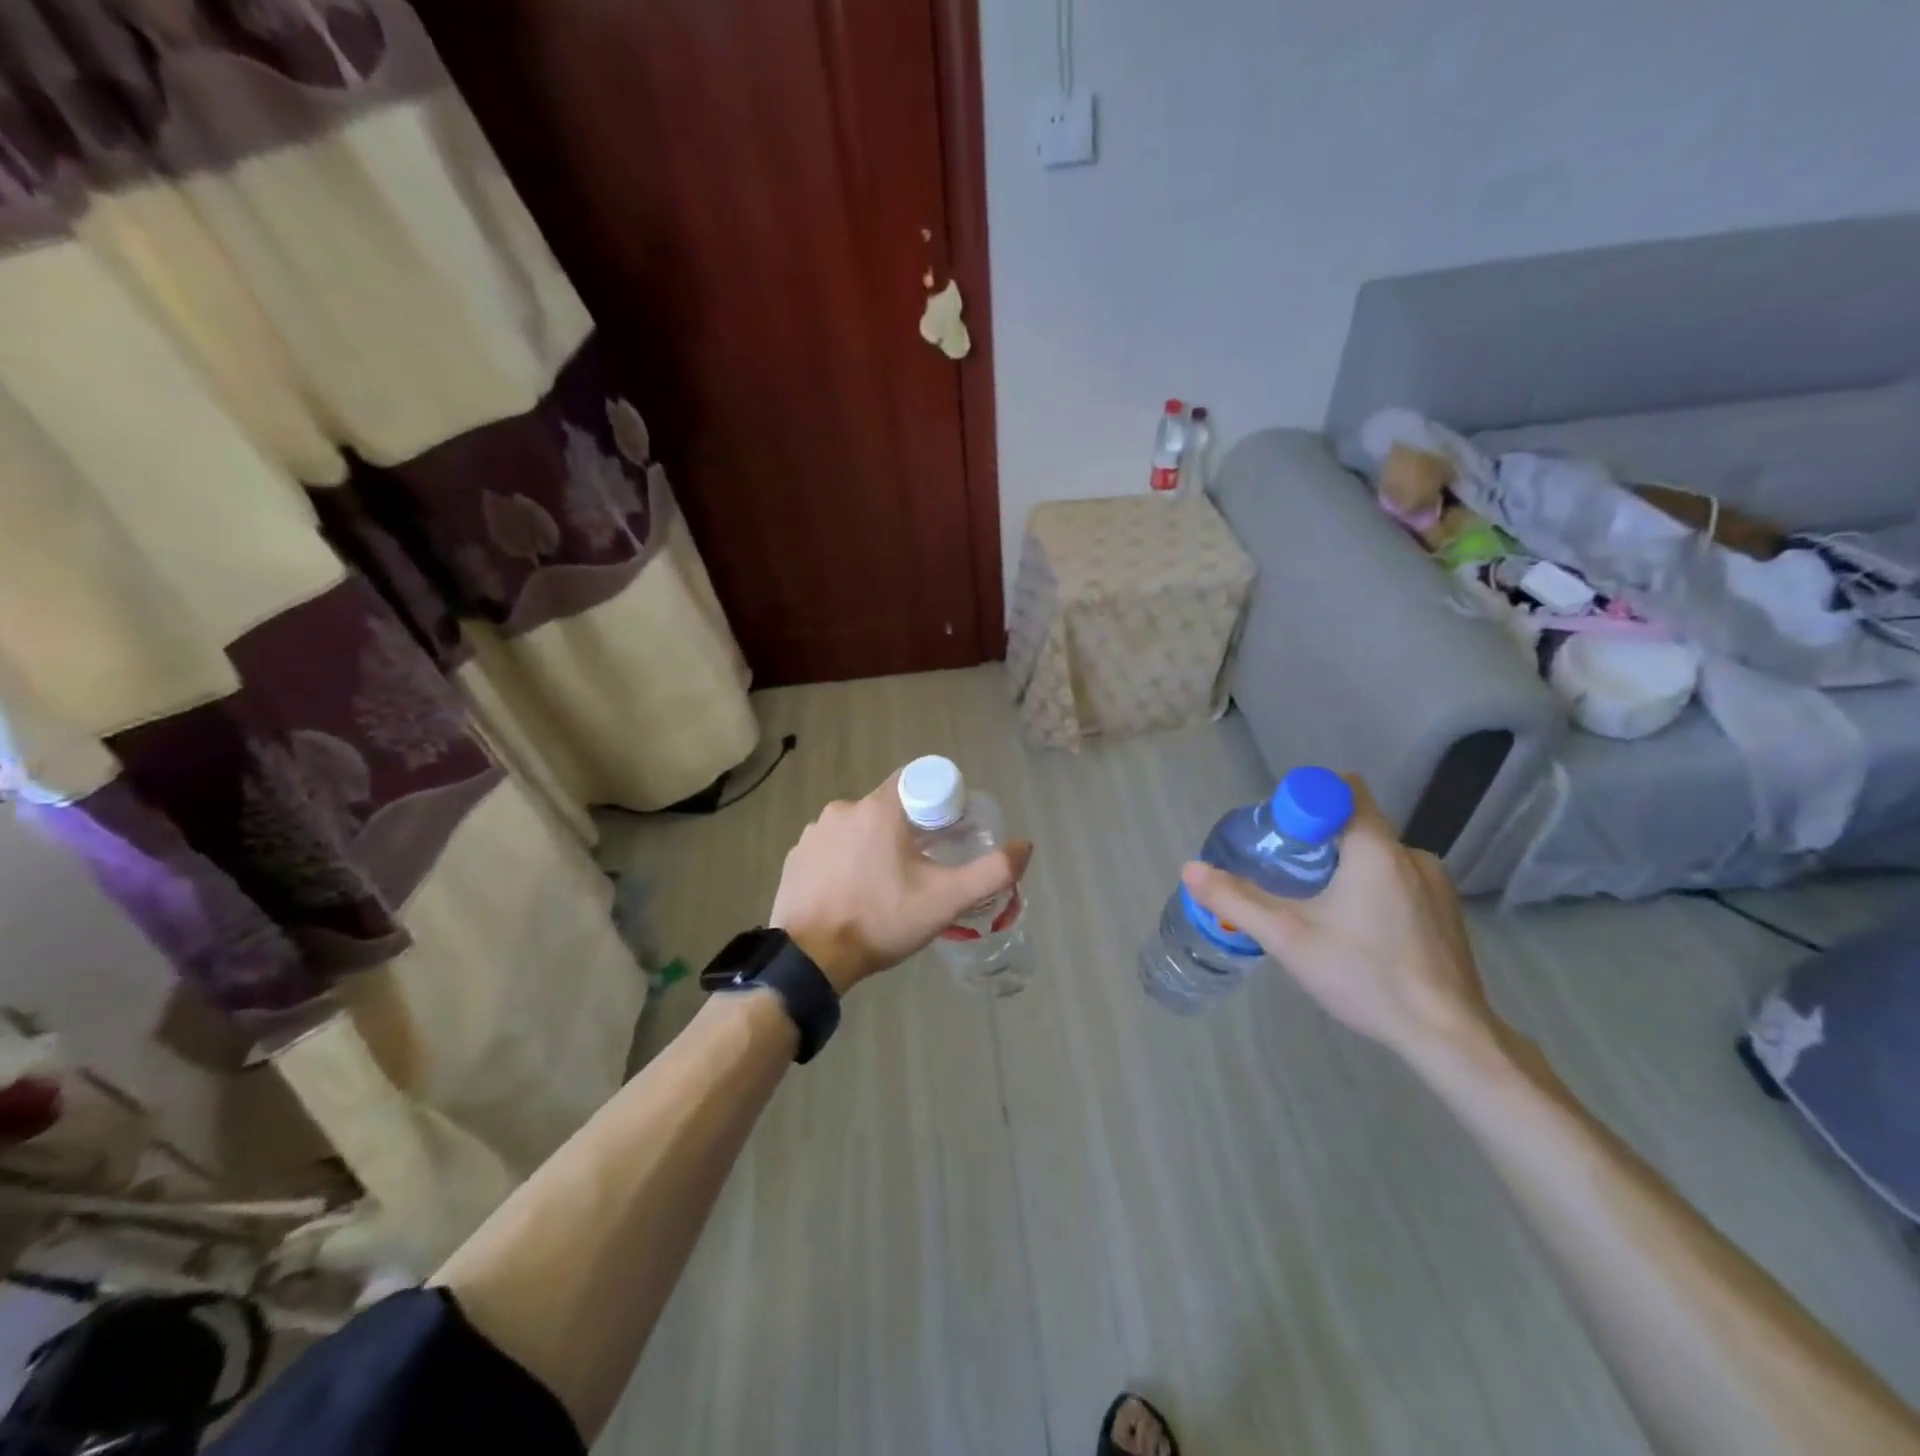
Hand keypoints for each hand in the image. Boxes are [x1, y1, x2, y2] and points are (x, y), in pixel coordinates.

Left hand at [769, 772, 1032, 995]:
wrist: (809, 959)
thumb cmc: (880, 921)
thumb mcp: (945, 901)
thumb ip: (992, 872)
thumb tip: (1025, 846)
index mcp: (878, 808)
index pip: (916, 781)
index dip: (937, 801)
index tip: (948, 832)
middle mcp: (842, 809)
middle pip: (888, 806)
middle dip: (909, 829)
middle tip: (923, 867)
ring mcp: (813, 832)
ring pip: (859, 826)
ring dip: (875, 845)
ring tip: (887, 884)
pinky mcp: (796, 855)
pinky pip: (832, 846)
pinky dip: (847, 860)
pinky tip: (853, 891)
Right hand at [1181, 777, 1498, 1063]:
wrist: (1448, 1037)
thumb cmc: (1366, 977)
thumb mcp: (1288, 939)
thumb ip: (1237, 900)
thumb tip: (1190, 869)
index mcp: (1376, 848)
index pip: (1341, 789)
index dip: (1305, 801)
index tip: (1280, 833)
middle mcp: (1411, 853)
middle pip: (1355, 823)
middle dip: (1317, 840)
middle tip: (1286, 876)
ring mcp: (1436, 882)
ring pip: (1376, 854)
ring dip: (1345, 867)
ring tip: (1320, 910)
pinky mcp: (1447, 910)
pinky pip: (1398, 878)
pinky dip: (1371, 889)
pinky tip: (1359, 932)